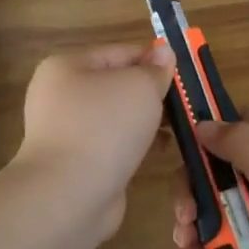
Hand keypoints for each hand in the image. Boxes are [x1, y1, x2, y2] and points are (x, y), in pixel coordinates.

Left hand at [14, 42, 174, 236]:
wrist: (70, 195)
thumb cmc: (104, 127)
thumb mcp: (140, 87)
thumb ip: (156, 69)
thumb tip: (164, 53)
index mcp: (67, 67)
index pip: (119, 53)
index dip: (154, 59)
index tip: (185, 73)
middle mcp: (61, 97)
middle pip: (117, 86)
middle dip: (152, 94)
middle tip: (186, 103)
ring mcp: (67, 133)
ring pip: (117, 118)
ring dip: (147, 122)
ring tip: (180, 128)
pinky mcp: (77, 164)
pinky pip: (113, 145)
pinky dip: (136, 146)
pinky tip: (161, 151)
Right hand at [168, 114, 248, 248]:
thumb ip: (239, 142)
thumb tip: (202, 123)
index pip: (239, 123)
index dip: (209, 127)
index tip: (177, 140)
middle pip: (216, 171)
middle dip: (192, 189)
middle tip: (185, 212)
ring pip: (216, 210)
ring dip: (192, 223)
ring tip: (185, 242)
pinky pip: (224, 245)